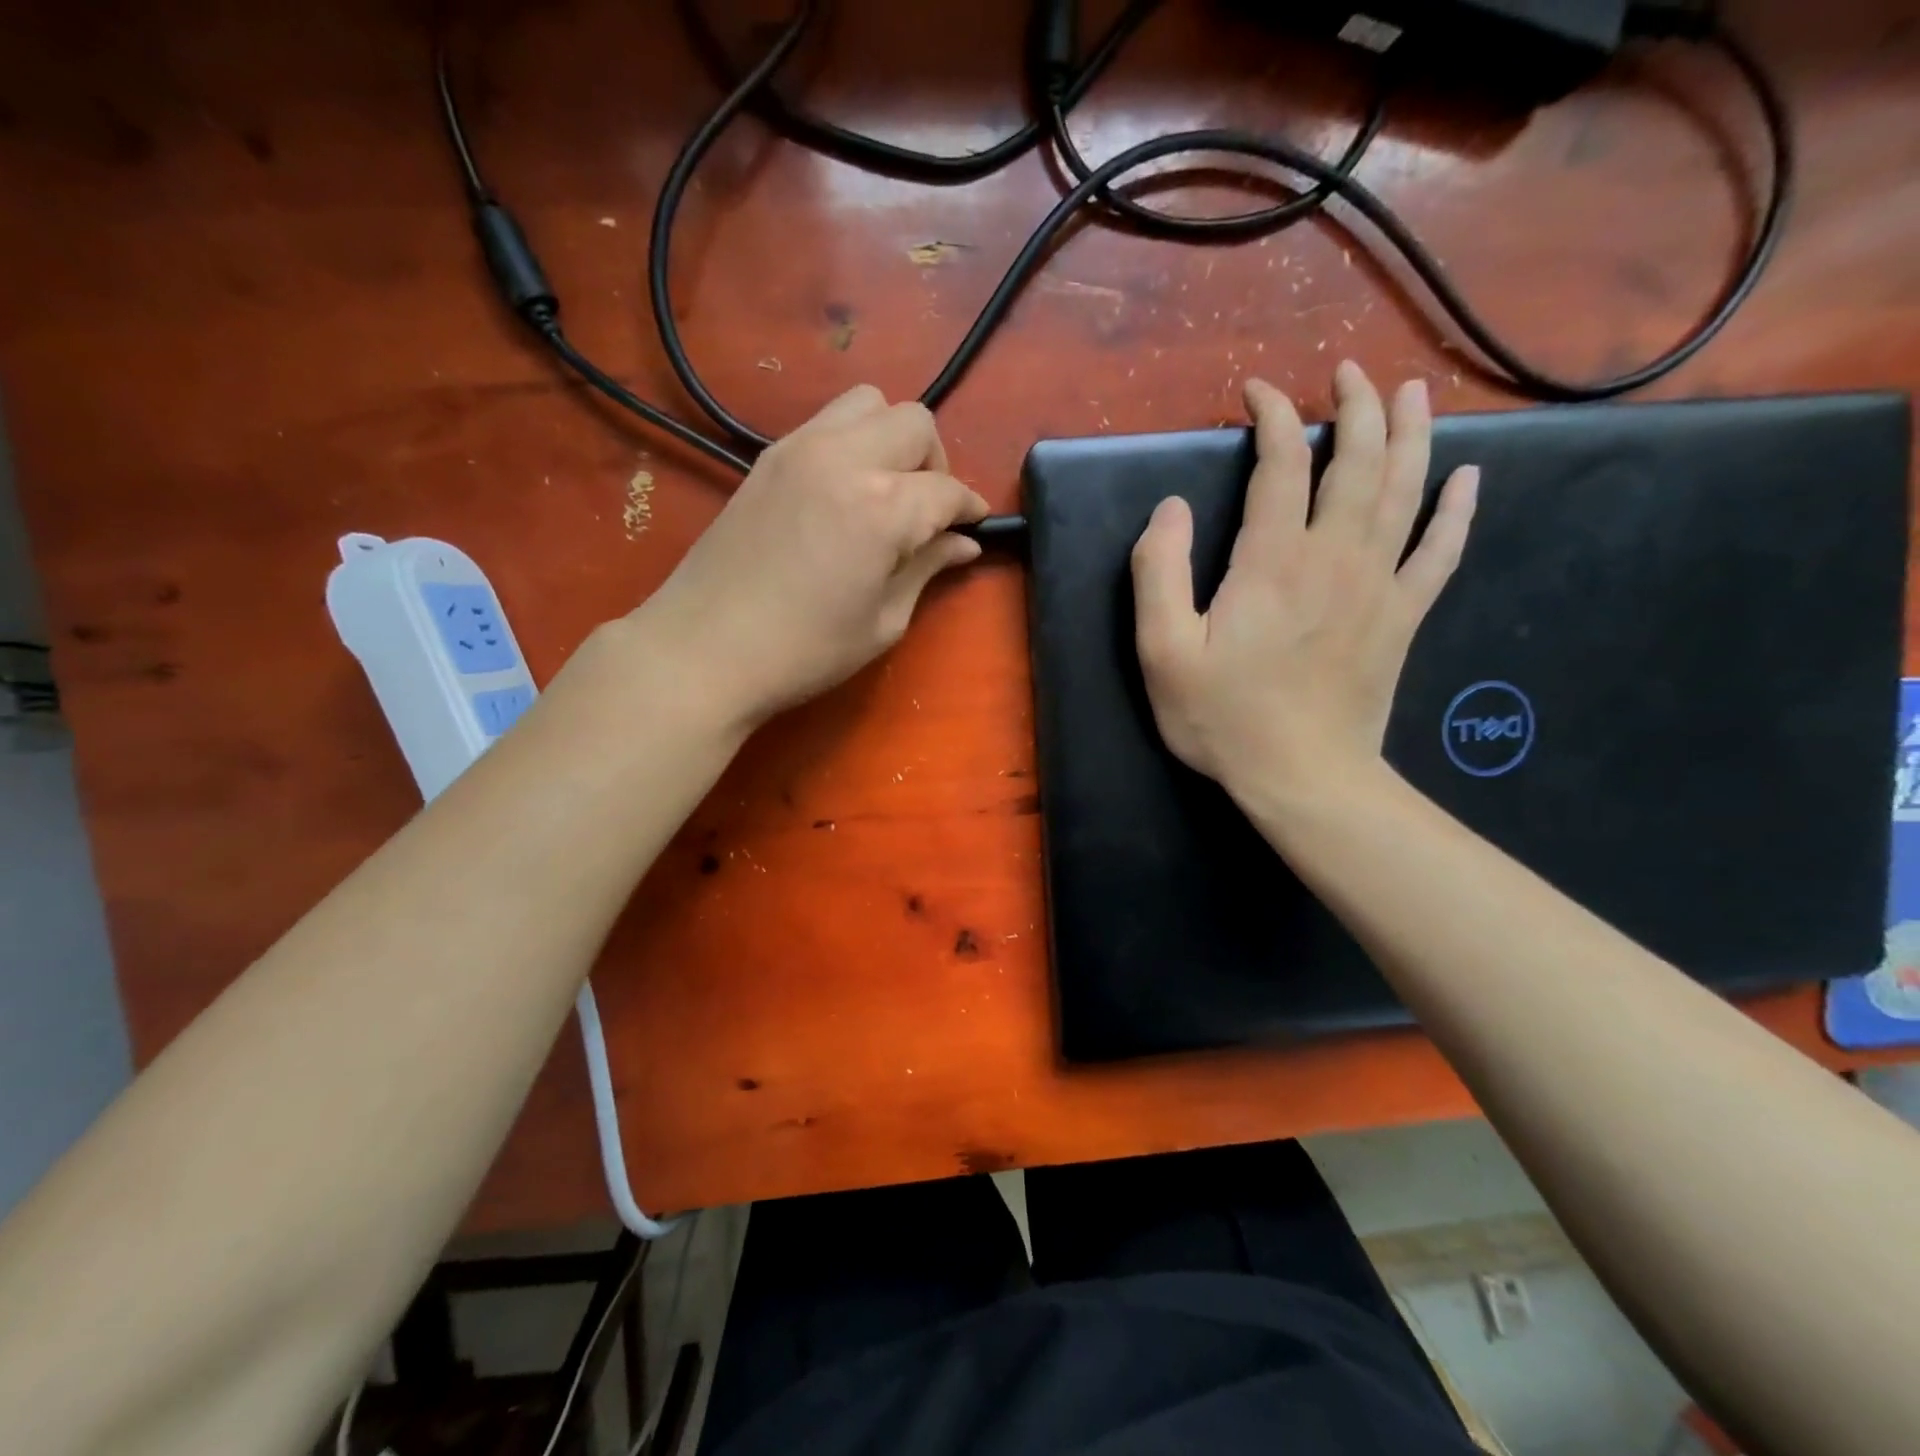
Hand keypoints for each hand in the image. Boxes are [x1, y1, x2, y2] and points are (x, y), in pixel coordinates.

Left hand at [634, 385, 986, 729]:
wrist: (704, 649)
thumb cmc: (804, 650)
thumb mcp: (882, 621)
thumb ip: (926, 568)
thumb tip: (962, 544)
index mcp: (882, 507)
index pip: (946, 490)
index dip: (969, 509)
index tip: (973, 527)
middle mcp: (845, 458)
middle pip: (914, 423)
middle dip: (935, 462)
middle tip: (927, 511)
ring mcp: (800, 448)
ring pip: (869, 403)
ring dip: (892, 438)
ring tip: (886, 490)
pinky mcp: (768, 456)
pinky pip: (827, 422)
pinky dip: (852, 441)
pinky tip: (845, 491)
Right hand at [1130, 362, 1478, 802]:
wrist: (1303, 777)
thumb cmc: (1224, 718)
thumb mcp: (1163, 652)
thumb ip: (1158, 573)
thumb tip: (1169, 508)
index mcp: (1273, 560)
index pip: (1282, 463)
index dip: (1272, 417)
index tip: (1258, 393)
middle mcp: (1335, 556)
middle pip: (1358, 460)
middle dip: (1355, 406)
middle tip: (1348, 372)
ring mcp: (1379, 585)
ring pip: (1406, 490)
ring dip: (1410, 434)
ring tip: (1412, 392)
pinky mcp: (1403, 617)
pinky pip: (1441, 551)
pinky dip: (1457, 510)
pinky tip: (1469, 479)